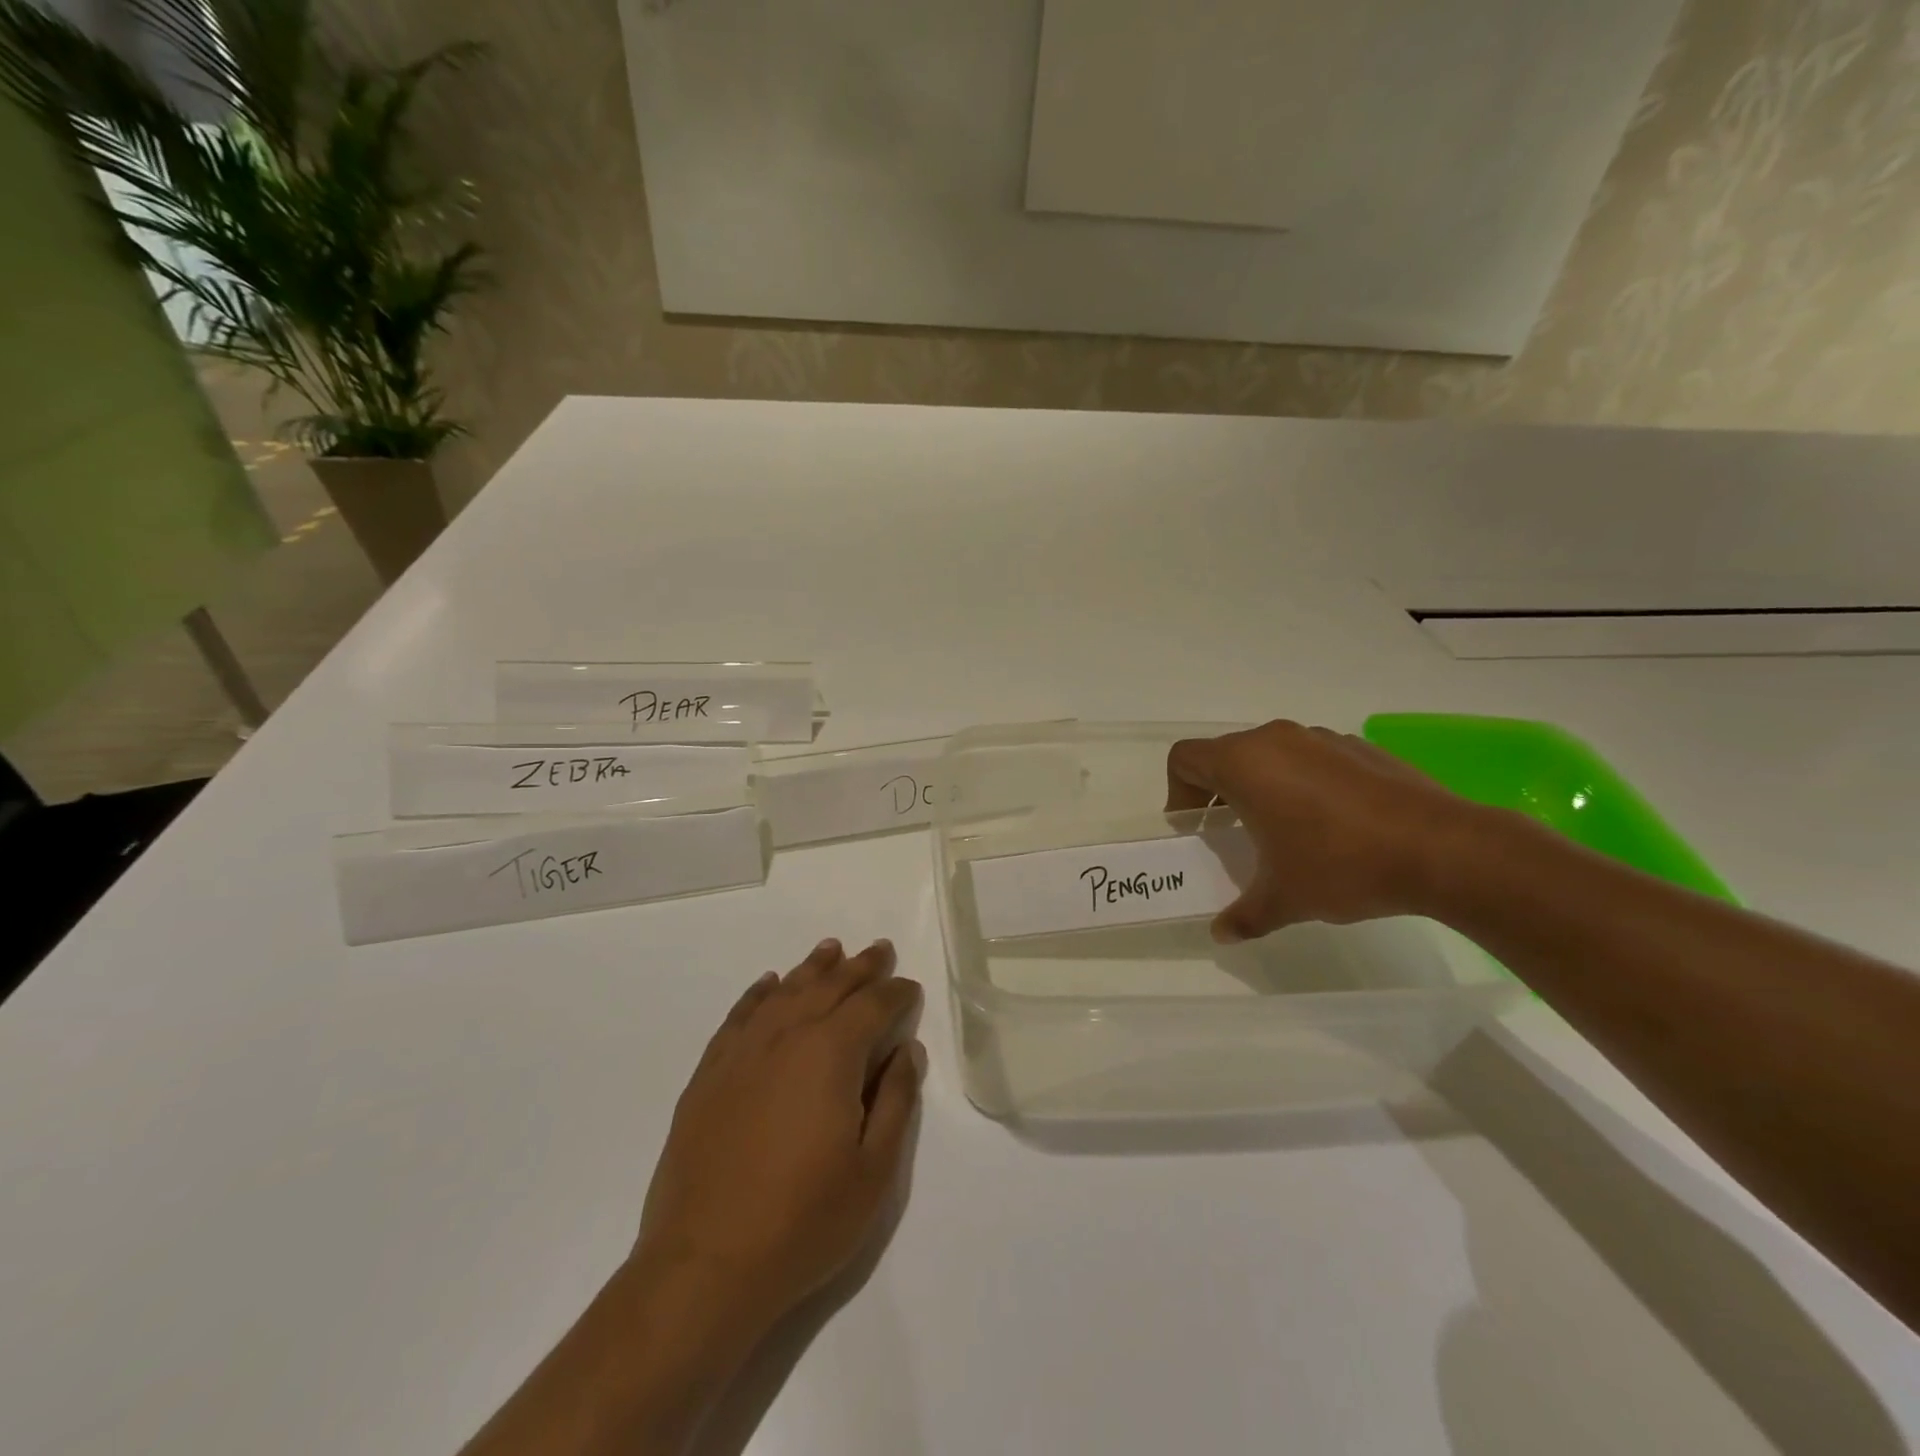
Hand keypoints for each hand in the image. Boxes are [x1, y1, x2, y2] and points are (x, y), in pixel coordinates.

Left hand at [634, 938, 925, 1329]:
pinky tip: (770, 984)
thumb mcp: (873, 1171)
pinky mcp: (709, 1073)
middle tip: (880, 950)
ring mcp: (742, 1052)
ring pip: (785, 992)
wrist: (704, 1265)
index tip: (910, 989)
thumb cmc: (803, 1222)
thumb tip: (906, 1050)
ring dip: (813, 968)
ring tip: (832, 949)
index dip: (896, 994)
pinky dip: (759, 993)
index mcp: (831, 1053)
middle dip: (860, 967)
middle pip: (830, 986)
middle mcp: (786, 1036)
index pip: (873, 1005)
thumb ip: (896, 1100)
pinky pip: (740, 1015)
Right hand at [1166, 720, 1480, 941]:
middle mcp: (1277, 740)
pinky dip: (1305, 784)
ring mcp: (1322, 739)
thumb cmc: (1340, 865)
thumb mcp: (1283, 900)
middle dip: (1218, 792)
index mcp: (1245, 764)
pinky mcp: (1360, 748)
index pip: (1184, 758)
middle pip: (1226, 754)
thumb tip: (1221, 934)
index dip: (1178, 792)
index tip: (1196, 828)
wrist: (1442, 850)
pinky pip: (1312, 760)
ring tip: (1284, 832)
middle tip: (1231, 833)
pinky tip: (1332, 827)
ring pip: (1271, 755)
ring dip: (1263, 787)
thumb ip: (1243, 915)